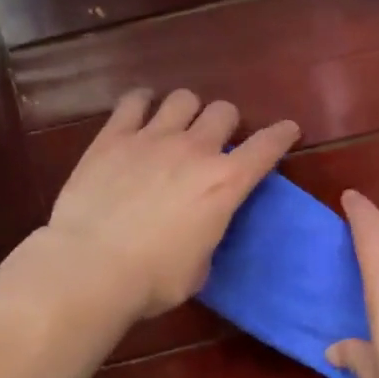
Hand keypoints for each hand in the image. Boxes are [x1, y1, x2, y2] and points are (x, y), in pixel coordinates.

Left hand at [45, 89, 299, 318]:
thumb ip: (206, 238)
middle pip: (224, 111)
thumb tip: (197, 232)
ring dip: (187, 110)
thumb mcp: (199, 268)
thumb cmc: (153, 279)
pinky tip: (139, 113)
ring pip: (183, 98)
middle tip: (215, 141)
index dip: (281, 135)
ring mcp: (152, 138)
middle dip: (226, 123)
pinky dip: (142, 103)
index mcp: (225, 184)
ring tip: (177, 125)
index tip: (287, 130)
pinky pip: (133, 101)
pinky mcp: (113, 137)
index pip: (266, 146)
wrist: (91, 268)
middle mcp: (195, 150)